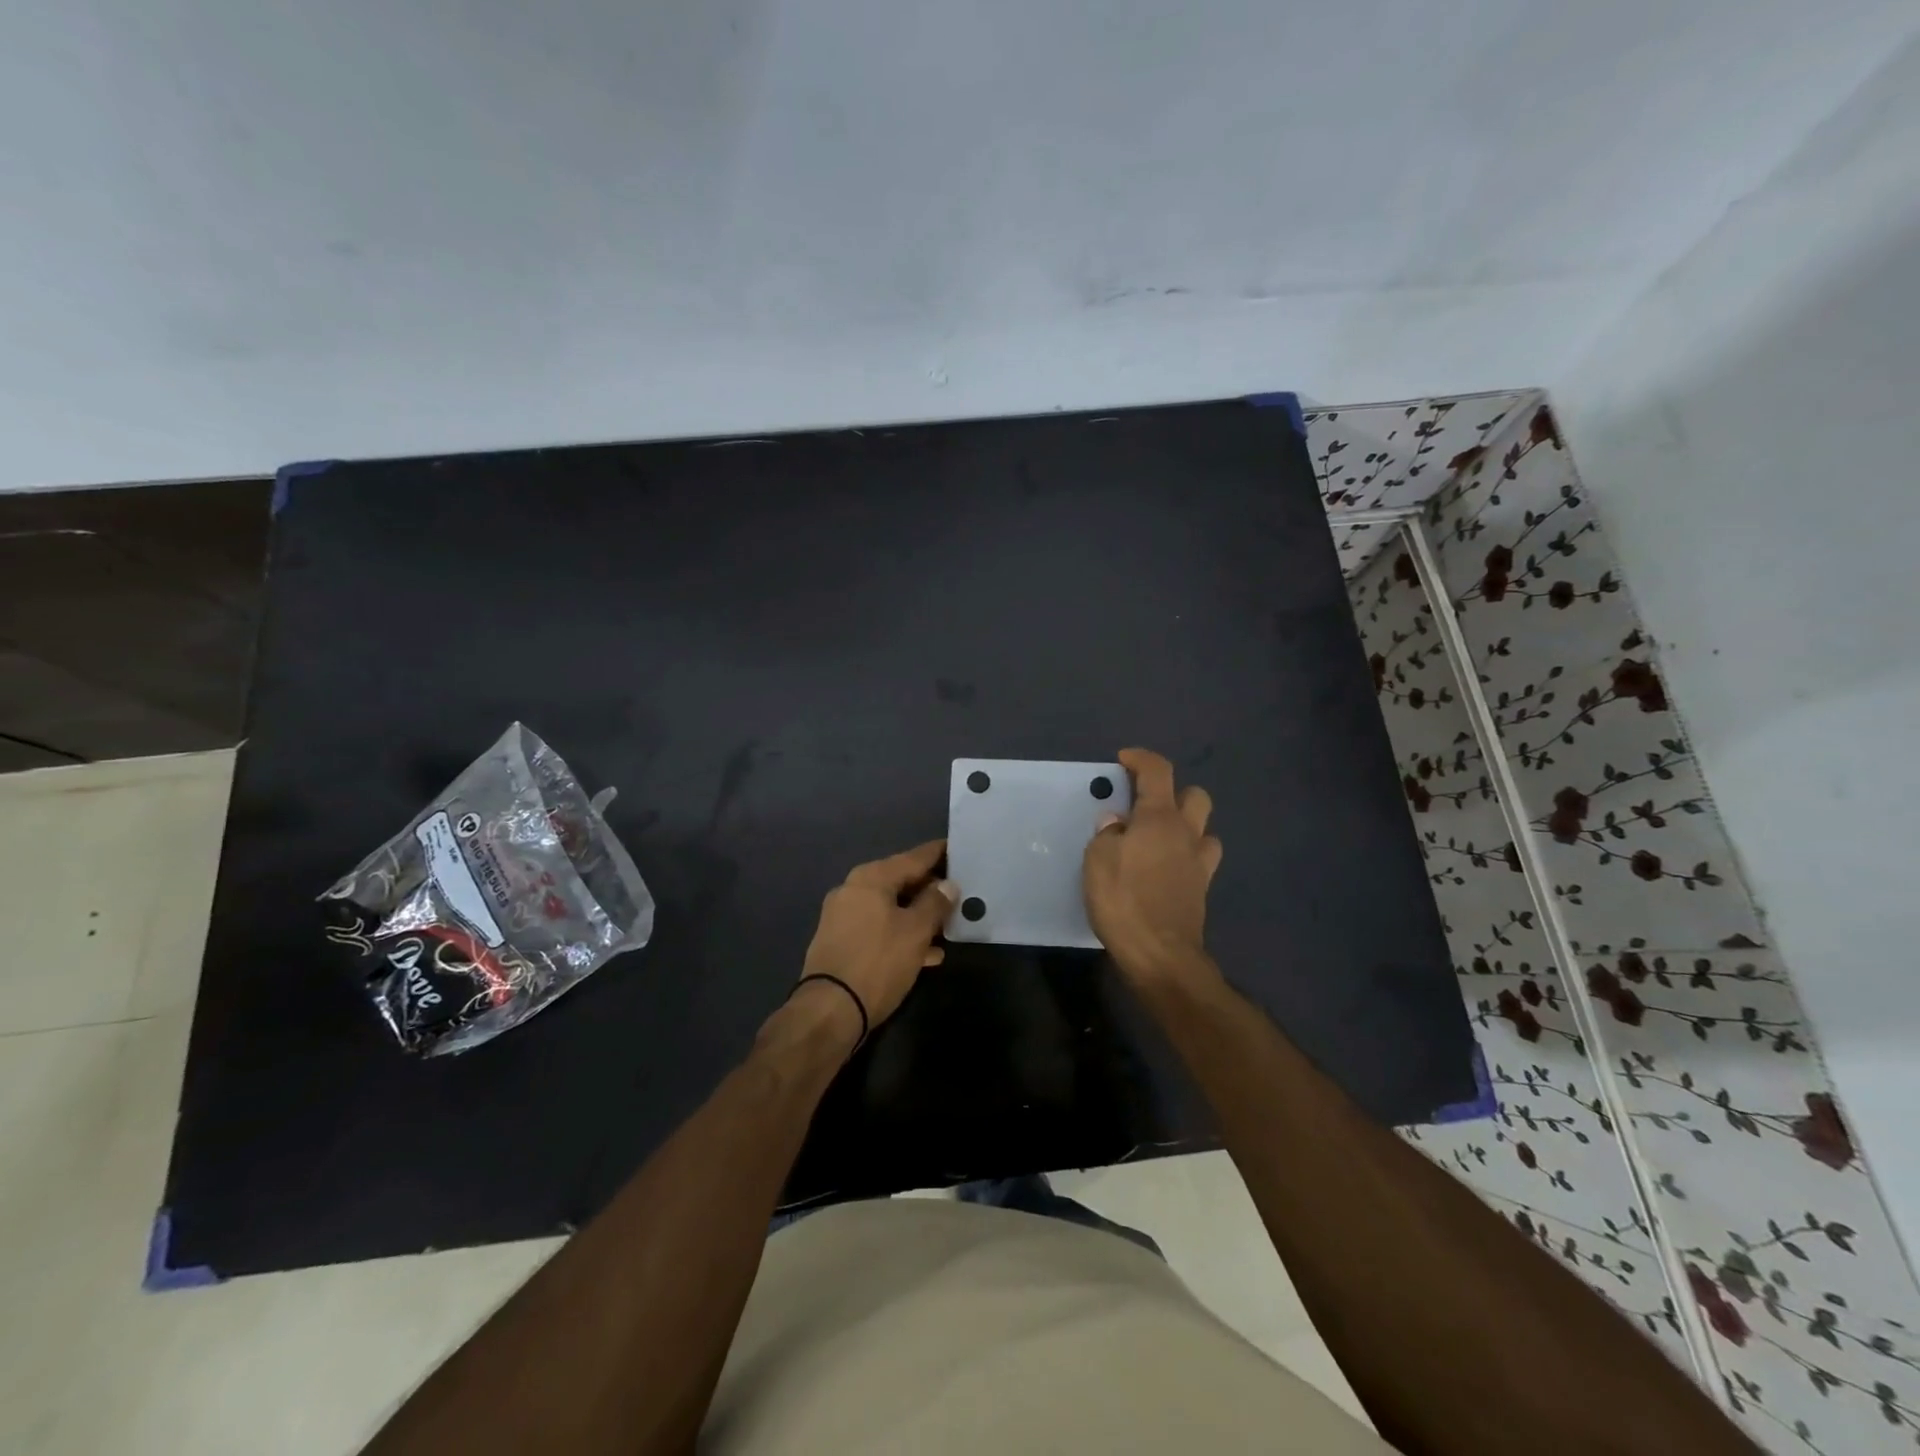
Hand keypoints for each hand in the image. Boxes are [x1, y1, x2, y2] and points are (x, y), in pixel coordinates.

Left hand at [798, 839, 956, 1032]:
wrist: (830, 1010)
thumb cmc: (878, 962)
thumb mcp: (916, 931)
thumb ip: (935, 903)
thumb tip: (947, 884)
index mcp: (871, 878)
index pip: (913, 858)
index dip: (938, 854)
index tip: (959, 849)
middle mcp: (853, 890)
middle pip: (900, 881)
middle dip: (930, 889)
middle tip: (959, 893)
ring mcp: (843, 917)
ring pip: (890, 908)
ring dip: (918, 916)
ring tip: (948, 927)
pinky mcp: (841, 942)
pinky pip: (879, 928)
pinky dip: (901, 934)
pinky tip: (926, 954)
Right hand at [1083, 748, 1223, 982]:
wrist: (1161, 955)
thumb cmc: (1124, 901)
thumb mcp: (1098, 861)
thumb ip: (1107, 834)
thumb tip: (1116, 822)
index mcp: (1159, 818)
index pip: (1158, 771)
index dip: (1141, 758)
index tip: (1123, 760)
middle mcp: (1186, 833)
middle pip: (1195, 795)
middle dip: (1173, 792)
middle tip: (1145, 805)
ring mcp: (1199, 862)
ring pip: (1205, 828)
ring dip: (1186, 825)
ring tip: (1159, 837)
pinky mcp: (1201, 889)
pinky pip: (1201, 859)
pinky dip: (1186, 855)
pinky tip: (1167, 867)